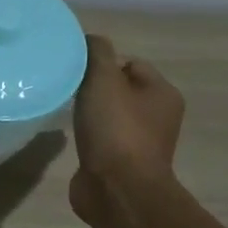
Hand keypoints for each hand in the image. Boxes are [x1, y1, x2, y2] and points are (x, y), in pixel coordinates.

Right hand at [69, 34, 184, 225]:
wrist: (117, 189)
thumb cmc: (115, 130)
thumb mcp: (103, 81)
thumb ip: (97, 54)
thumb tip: (90, 38)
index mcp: (162, 93)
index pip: (131, 63)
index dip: (102, 62)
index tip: (75, 69)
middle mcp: (158, 116)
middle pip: (120, 89)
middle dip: (93, 87)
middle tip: (66, 88)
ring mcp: (140, 141)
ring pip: (109, 114)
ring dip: (89, 112)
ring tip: (65, 112)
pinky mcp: (121, 162)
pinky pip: (102, 137)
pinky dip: (87, 134)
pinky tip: (71, 136)